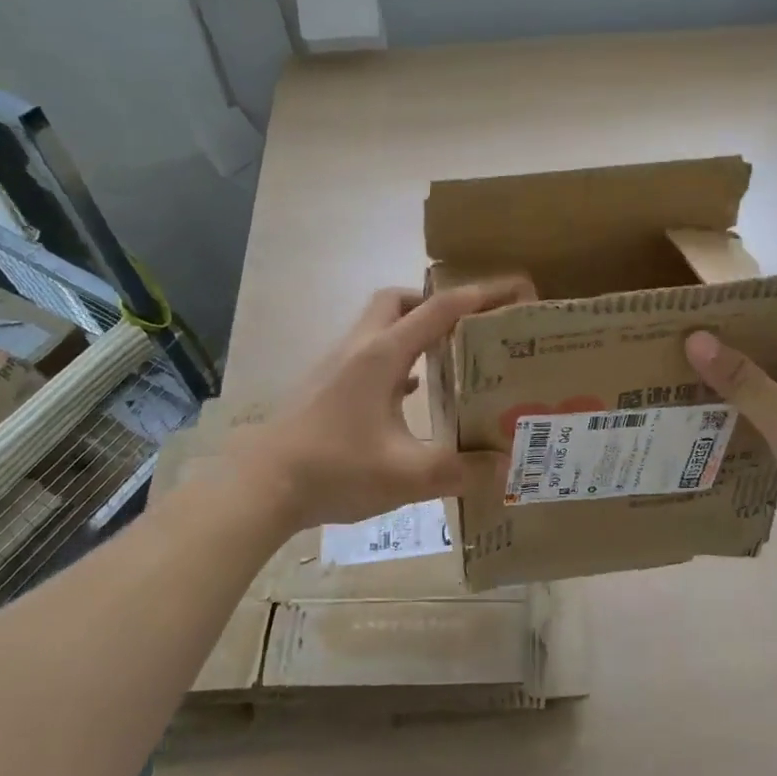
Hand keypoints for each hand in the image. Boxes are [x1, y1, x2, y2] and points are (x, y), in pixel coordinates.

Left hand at [205, 282, 525, 533]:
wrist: (261, 486)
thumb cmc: (335, 469)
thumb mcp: (407, 475)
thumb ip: (460, 469)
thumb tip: (505, 465)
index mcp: (383, 355)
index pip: (440, 309)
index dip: (481, 295)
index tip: (516, 288)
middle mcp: (360, 348)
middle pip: (398, 300)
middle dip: (436, 303)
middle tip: (469, 328)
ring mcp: (337, 365)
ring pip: (379, 327)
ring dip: (413, 331)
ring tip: (448, 359)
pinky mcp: (326, 385)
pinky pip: (368, 356)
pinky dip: (395, 362)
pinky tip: (410, 395)